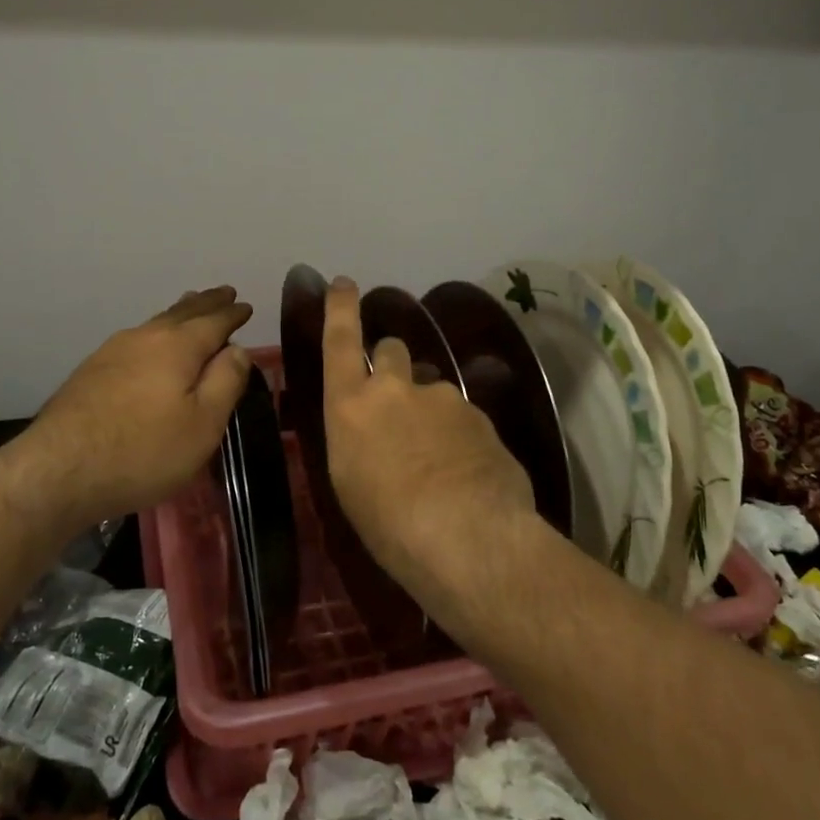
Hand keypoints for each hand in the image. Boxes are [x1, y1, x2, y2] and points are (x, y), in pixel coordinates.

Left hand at [5, 287, 252, 541]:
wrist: (58, 471)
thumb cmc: (143, 451)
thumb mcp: (203, 424)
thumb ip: (225, 382)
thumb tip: (237, 349)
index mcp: (177, 346)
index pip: (214, 321)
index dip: (232, 314)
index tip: (245, 305)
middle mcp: (144, 338)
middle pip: (182, 313)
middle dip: (206, 303)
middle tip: (223, 292)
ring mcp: (112, 352)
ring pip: (155, 324)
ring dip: (179, 313)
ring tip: (190, 305)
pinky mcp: (90, 372)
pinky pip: (136, 340)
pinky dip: (155, 333)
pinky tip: (150, 343)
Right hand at [320, 277, 536, 584]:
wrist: (468, 537)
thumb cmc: (388, 524)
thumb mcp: (351, 483)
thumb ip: (357, 441)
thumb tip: (369, 433)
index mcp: (350, 405)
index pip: (340, 341)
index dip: (341, 308)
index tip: (344, 282)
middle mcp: (395, 389)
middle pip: (391, 350)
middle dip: (391, 363)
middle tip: (397, 400)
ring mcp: (442, 397)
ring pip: (431, 387)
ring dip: (428, 407)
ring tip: (437, 456)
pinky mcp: (479, 415)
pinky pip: (462, 416)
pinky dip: (459, 435)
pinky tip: (465, 472)